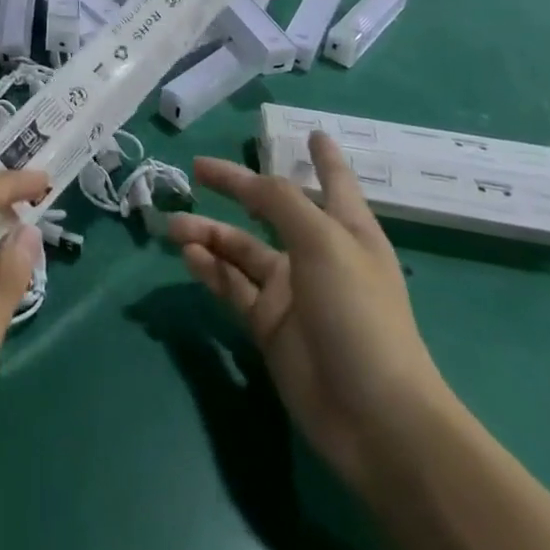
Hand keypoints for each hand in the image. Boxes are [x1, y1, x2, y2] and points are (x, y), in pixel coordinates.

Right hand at [167, 135, 455, 490]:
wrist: (374, 418)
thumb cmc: (358, 313)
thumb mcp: (324, 241)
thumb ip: (281, 202)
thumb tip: (249, 180)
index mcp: (345, 231)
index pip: (334, 182)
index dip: (325, 158)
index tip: (313, 132)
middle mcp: (317, 255)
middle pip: (270, 210)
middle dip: (236, 189)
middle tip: (197, 169)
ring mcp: (291, 293)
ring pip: (240, 250)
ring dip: (208, 234)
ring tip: (174, 226)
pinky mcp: (268, 327)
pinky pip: (231, 286)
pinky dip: (208, 269)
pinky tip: (187, 256)